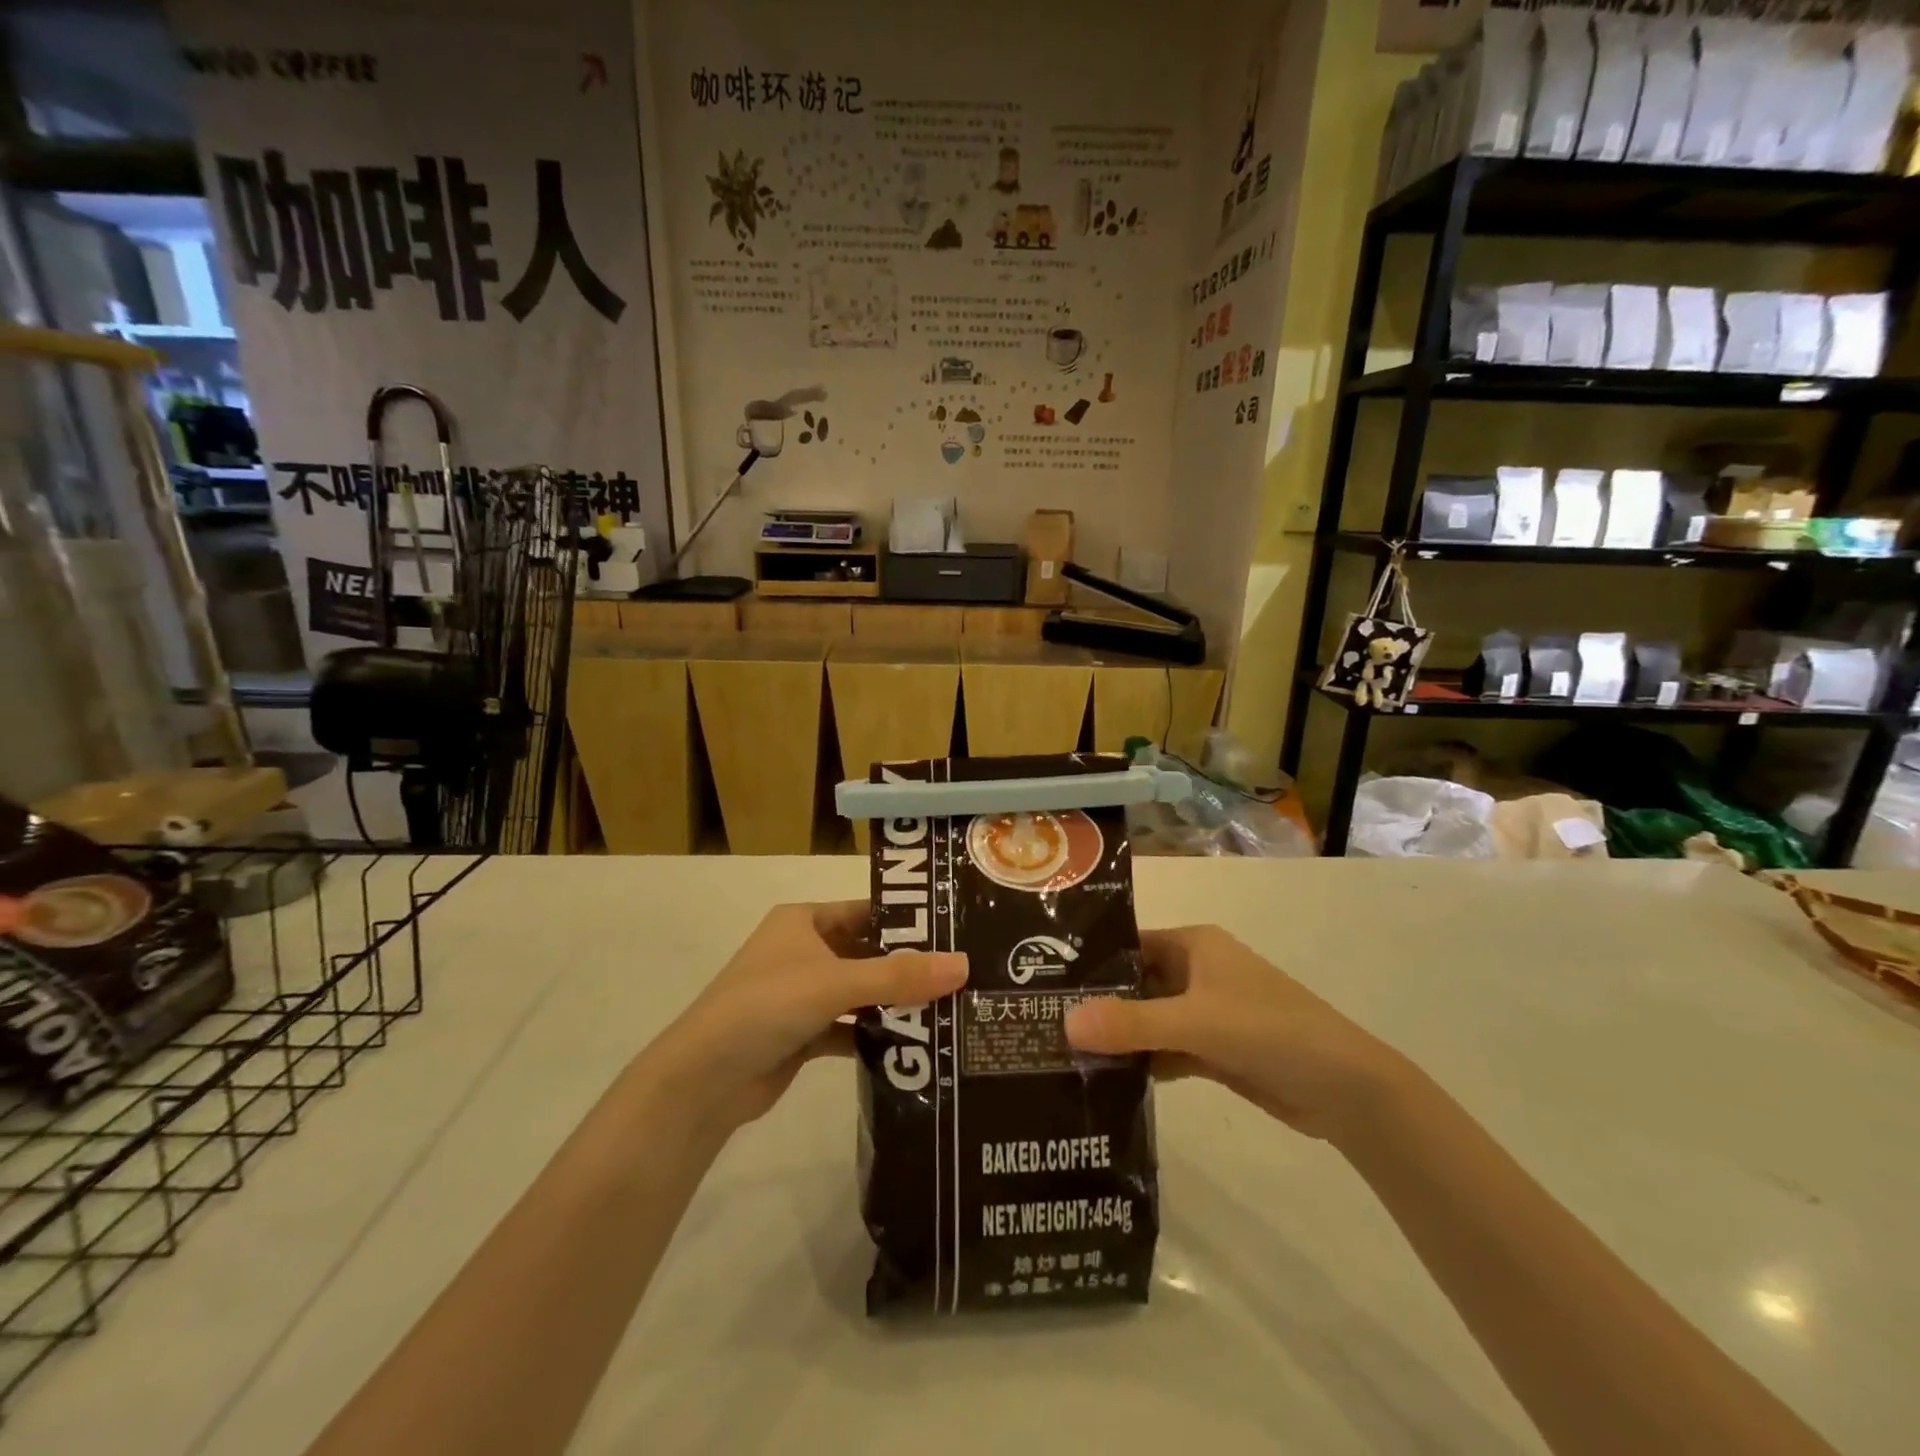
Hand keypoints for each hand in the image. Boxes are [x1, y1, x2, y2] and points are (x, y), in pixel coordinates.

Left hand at [641, 902, 967, 1137]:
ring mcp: (802, 994)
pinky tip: (914, 1046)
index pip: (866, 911)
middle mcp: (803, 951)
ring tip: (950, 1009)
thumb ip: (899, 975)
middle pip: (867, 953)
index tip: (954, 931)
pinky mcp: (802, 1034)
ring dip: (894, 1002)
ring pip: (860, 992)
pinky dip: (875, 1035)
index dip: (907, 920)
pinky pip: (849, 1027)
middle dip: (908, 966)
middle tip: (962, 974)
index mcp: (804, 921)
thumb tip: (964, 964)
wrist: (703, 1081)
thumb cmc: (766, 1006)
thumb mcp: (835, 983)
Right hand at [1064, 925, 1403, 1144]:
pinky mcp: (1213, 1050)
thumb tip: (1064, 1023)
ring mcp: (1205, 1013)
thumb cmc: (1271, 1031)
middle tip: (1041, 1020)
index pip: (1129, 944)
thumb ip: (1132, 1023)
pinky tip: (1105, 1079)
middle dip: (1097, 1002)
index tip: (1043, 979)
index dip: (1091, 960)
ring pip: (1148, 1019)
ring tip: (1060, 1051)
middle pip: (1135, 983)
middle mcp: (1196, 972)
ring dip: (1117, 1036)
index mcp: (1195, 945)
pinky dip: (1141, 1062)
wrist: (1345, 1090)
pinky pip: (1165, 1049)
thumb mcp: (1196, 1022)